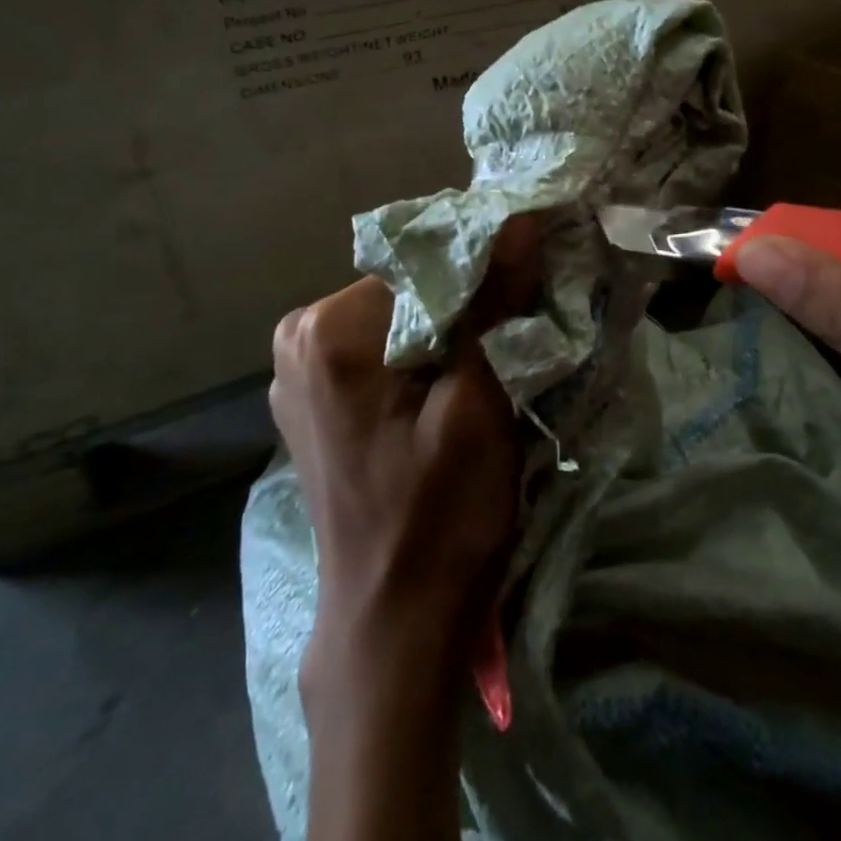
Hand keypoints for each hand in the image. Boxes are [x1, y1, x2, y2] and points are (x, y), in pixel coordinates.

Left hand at [269, 270, 523, 712]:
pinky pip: (387, 343)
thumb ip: (495, 304)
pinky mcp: (318, 394)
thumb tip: (521, 219)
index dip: (490, 261)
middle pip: (411, 282)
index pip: (425, 258)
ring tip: (506, 341)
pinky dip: (431, 346)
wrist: (394, 621)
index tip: (541, 268)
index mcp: (328, 331)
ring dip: (457, 320)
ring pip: (404, 311)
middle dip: (473, 292)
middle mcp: (299, 336)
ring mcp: (300, 367)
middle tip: (531, 312)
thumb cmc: (440, 516)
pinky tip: (465, 370)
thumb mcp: (480, 405)